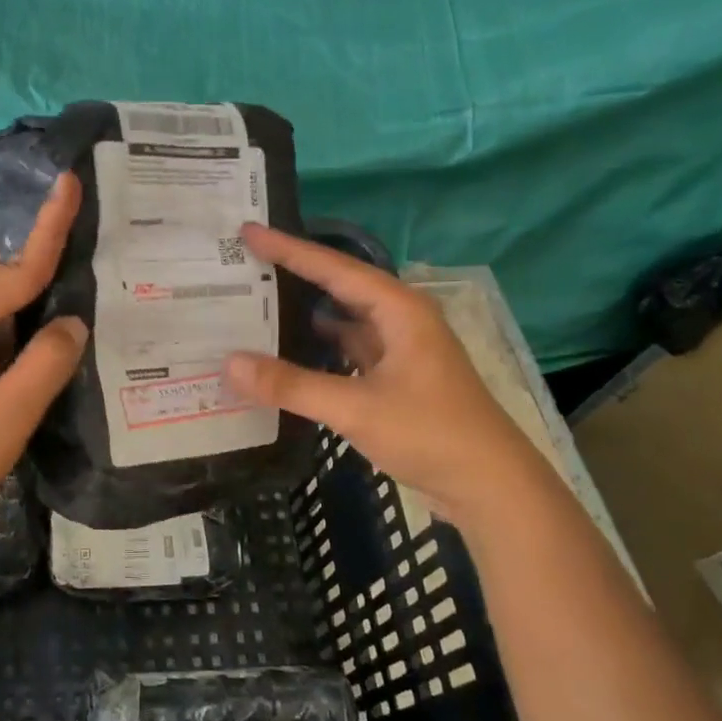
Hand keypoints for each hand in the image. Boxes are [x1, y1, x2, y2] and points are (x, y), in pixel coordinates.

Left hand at [0, 174, 87, 528]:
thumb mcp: (7, 414)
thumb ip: (46, 363)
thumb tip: (74, 322)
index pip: (15, 270)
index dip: (50, 228)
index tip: (69, 182)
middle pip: (3, 271)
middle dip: (42, 246)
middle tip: (89, 223)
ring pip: (0, 299)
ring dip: (36, 283)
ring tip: (84, 264)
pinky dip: (27, 317)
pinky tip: (57, 320)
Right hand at [223, 224, 545, 522]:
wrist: (493, 487)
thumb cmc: (432, 435)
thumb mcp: (357, 408)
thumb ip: (292, 385)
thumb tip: (228, 364)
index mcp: (399, 310)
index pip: (334, 268)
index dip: (288, 249)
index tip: (248, 232)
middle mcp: (400, 320)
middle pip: (338, 287)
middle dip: (294, 274)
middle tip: (247, 263)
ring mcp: (400, 351)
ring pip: (343, 321)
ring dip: (304, 314)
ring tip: (257, 305)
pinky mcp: (396, 379)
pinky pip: (348, 351)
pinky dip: (318, 349)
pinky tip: (288, 355)